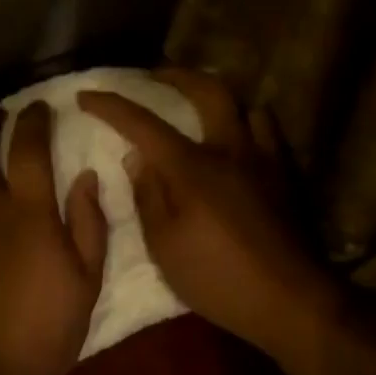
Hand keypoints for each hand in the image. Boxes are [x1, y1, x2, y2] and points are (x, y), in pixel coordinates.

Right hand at [77, 69, 324, 354]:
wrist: (288, 299)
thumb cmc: (216, 277)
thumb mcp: (164, 245)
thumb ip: (147, 196)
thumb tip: (136, 157)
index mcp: (192, 168)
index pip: (144, 124)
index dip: (112, 106)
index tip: (86, 95)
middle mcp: (230, 150)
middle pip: (207, 90)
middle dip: (175, 76)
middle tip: (154, 75)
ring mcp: (263, 160)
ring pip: (245, 106)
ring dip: (218, 99)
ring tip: (200, 108)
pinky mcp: (284, 177)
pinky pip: (266, 132)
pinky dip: (246, 124)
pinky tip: (237, 142)